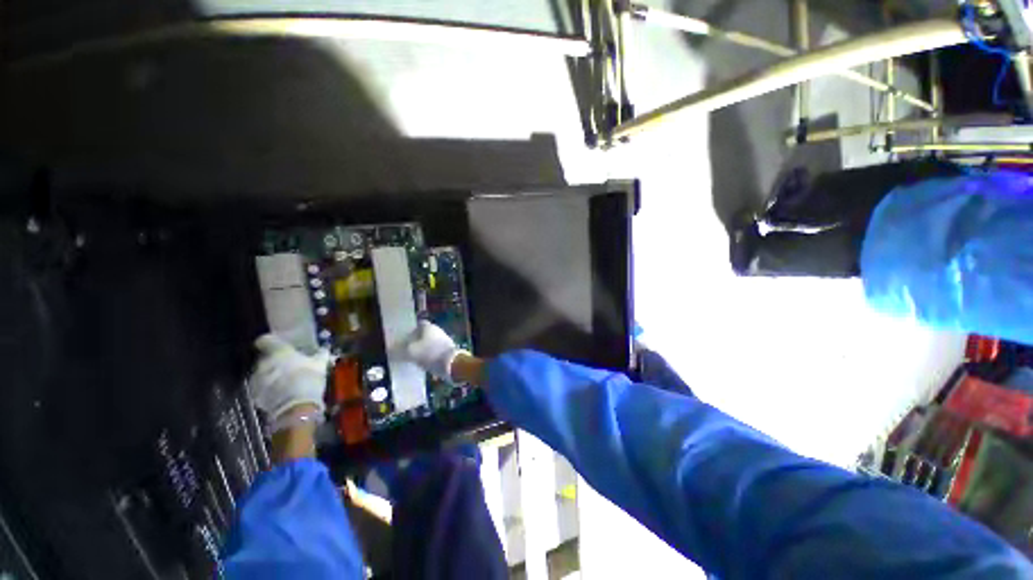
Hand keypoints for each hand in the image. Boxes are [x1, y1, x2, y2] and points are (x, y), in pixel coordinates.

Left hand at [249, 334, 329, 421]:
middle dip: (274, 361)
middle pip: (265, 358)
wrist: (296, 406)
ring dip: (271, 375)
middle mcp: (263, 362)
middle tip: (288, 366)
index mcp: (279, 351)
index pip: (265, 340)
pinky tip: (280, 393)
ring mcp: (256, 379)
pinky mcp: (254, 395)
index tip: (278, 346)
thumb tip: (324, 349)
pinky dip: (268, 388)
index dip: (270, 342)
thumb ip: (320, 354)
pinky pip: (260, 387)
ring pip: (261, 373)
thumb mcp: (320, 364)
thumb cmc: (309, 379)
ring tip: (285, 381)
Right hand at [403, 321, 465, 380]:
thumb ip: (399, 350)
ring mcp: (444, 340)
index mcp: (428, 327)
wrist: (452, 364)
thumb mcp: (411, 353)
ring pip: (429, 342)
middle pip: (424, 333)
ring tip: (412, 357)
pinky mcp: (448, 350)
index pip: (418, 324)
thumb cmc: (429, 353)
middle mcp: (437, 330)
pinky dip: (429, 355)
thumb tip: (390, 350)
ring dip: (422, 348)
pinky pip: (435, 350)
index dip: (410, 330)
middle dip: (415, 340)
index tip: (403, 338)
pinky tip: (423, 363)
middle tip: (406, 349)